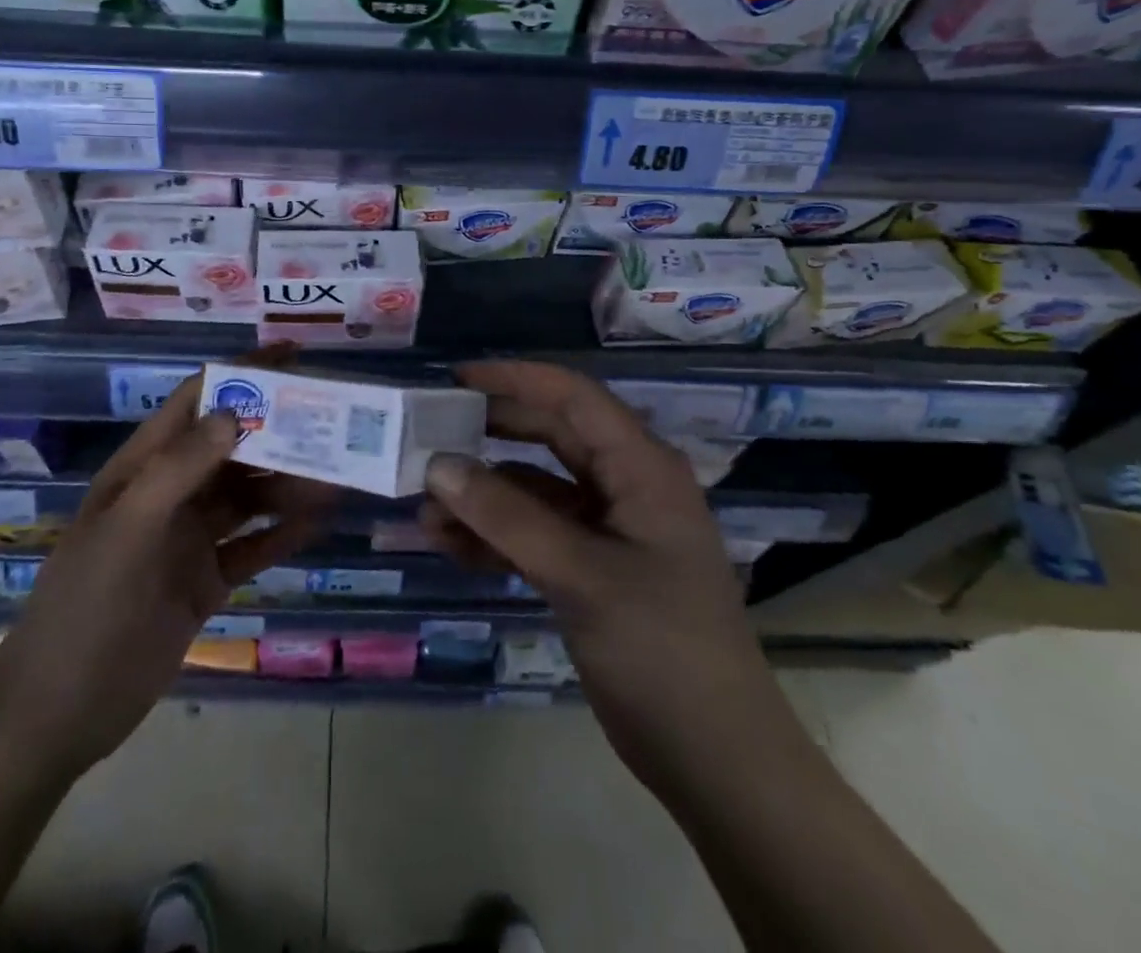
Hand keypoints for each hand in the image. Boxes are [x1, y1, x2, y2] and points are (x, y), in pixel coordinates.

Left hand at [0, 370, 336, 773]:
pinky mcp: (205, 581)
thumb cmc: (87, 608)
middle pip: (232, 448)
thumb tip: (235, 412)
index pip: (197, 402)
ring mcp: (188, 539)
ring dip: (289, 484)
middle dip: (278, 431)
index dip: (241, 374)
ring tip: (337, 476)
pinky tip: (319, 521)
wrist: (59, 714)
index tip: (293, 357)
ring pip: (248, 497)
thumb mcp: (127, 530)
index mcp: (142, 468)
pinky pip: (253, 546)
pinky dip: (284, 532)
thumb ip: (179, 469)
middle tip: (334, 421)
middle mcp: (169, 494)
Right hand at [423, 361, 773, 768]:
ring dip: (482, 498)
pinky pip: (533, 535)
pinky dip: (493, 538)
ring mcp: (607, 530)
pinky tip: (449, 547)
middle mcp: (624, 486)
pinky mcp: (590, 569)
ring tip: (425, 512)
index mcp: (641, 467)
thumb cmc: (661, 648)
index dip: (514, 380)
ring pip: (533, 492)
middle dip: (488, 439)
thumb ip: (506, 517)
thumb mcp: (580, 574)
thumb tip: (437, 465)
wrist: (714, 760)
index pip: (572, 397)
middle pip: (548, 439)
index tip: (454, 380)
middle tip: (428, 438)